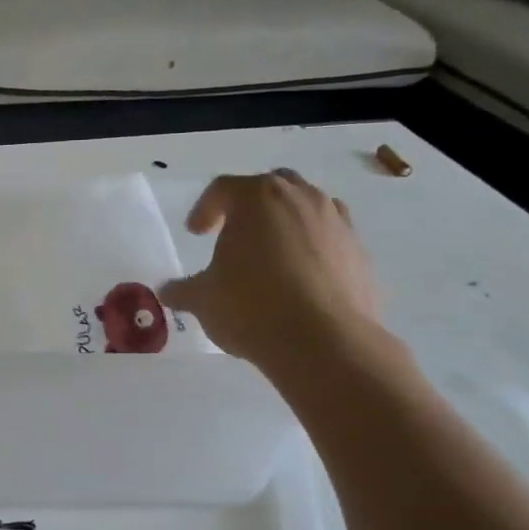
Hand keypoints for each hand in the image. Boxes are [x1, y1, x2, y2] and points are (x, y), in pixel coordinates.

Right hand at [160, 170, 381, 378]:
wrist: (324, 342)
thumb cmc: (251, 307)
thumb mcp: (203, 299)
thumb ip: (183, 289)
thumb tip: (167, 291)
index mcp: (256, 198)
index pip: (223, 188)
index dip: (205, 208)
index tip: (196, 233)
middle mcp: (300, 199)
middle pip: (272, 186)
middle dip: (252, 206)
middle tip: (236, 233)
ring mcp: (337, 223)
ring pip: (309, 208)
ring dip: (288, 224)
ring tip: (273, 256)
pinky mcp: (361, 253)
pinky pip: (331, 240)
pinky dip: (315, 250)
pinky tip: (302, 282)